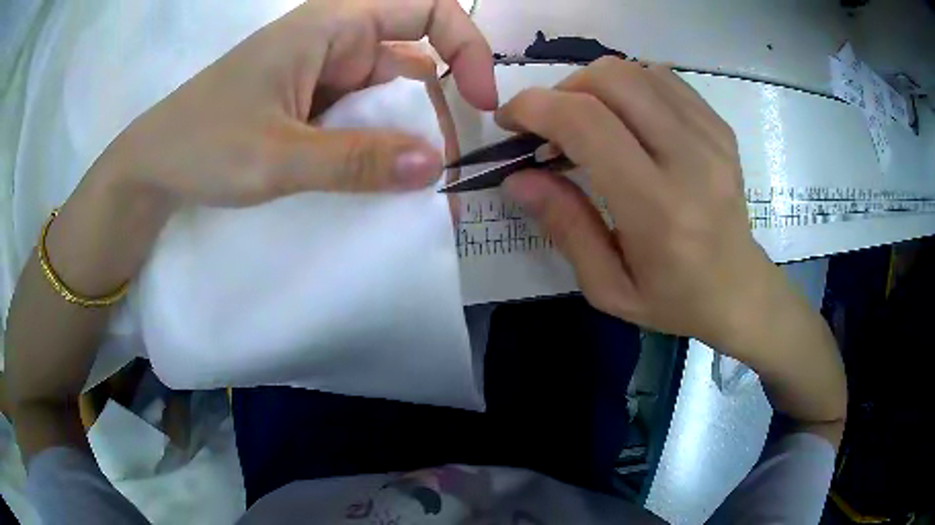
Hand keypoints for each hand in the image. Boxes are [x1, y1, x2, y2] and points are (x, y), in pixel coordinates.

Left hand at [98, 0, 495, 207]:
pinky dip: (381, 145)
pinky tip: (385, 178)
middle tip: (446, 172)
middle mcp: (335, 41)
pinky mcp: (311, 105)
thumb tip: (434, 168)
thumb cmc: (203, 145)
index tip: (481, 101)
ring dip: (410, 134)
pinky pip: (362, 117)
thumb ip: (355, 160)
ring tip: (421, 186)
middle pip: (416, 59)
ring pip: (390, 93)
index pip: (428, 9)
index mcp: (331, 25)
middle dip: (439, 109)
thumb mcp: (277, 155)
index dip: (467, 46)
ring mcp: (323, 75)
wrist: (154, 167)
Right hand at [496, 58, 777, 349]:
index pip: (587, 123)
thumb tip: (517, 177)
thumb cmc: (675, 300)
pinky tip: (626, 120)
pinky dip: (629, 87)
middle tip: (552, 127)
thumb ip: (564, 226)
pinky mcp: (720, 127)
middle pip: (611, 79)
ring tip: (588, 124)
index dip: (534, 107)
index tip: (510, 121)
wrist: (739, 291)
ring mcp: (711, 136)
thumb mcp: (608, 286)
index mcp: (659, 208)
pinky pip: (662, 78)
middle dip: (563, 90)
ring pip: (635, 70)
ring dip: (594, 87)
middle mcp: (691, 159)